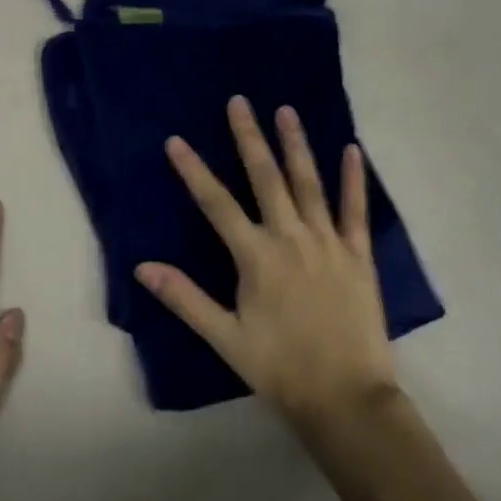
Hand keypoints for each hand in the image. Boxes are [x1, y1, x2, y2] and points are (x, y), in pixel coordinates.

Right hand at [136, 97, 398, 435]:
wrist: (347, 398)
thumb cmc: (280, 369)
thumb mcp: (225, 338)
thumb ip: (185, 299)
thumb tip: (142, 267)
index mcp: (256, 257)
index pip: (216, 204)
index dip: (194, 171)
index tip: (177, 141)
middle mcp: (291, 237)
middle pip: (265, 178)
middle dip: (248, 138)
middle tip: (239, 102)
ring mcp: (328, 242)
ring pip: (309, 183)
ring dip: (296, 145)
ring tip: (286, 110)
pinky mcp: (358, 254)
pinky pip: (356, 210)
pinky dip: (354, 180)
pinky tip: (353, 150)